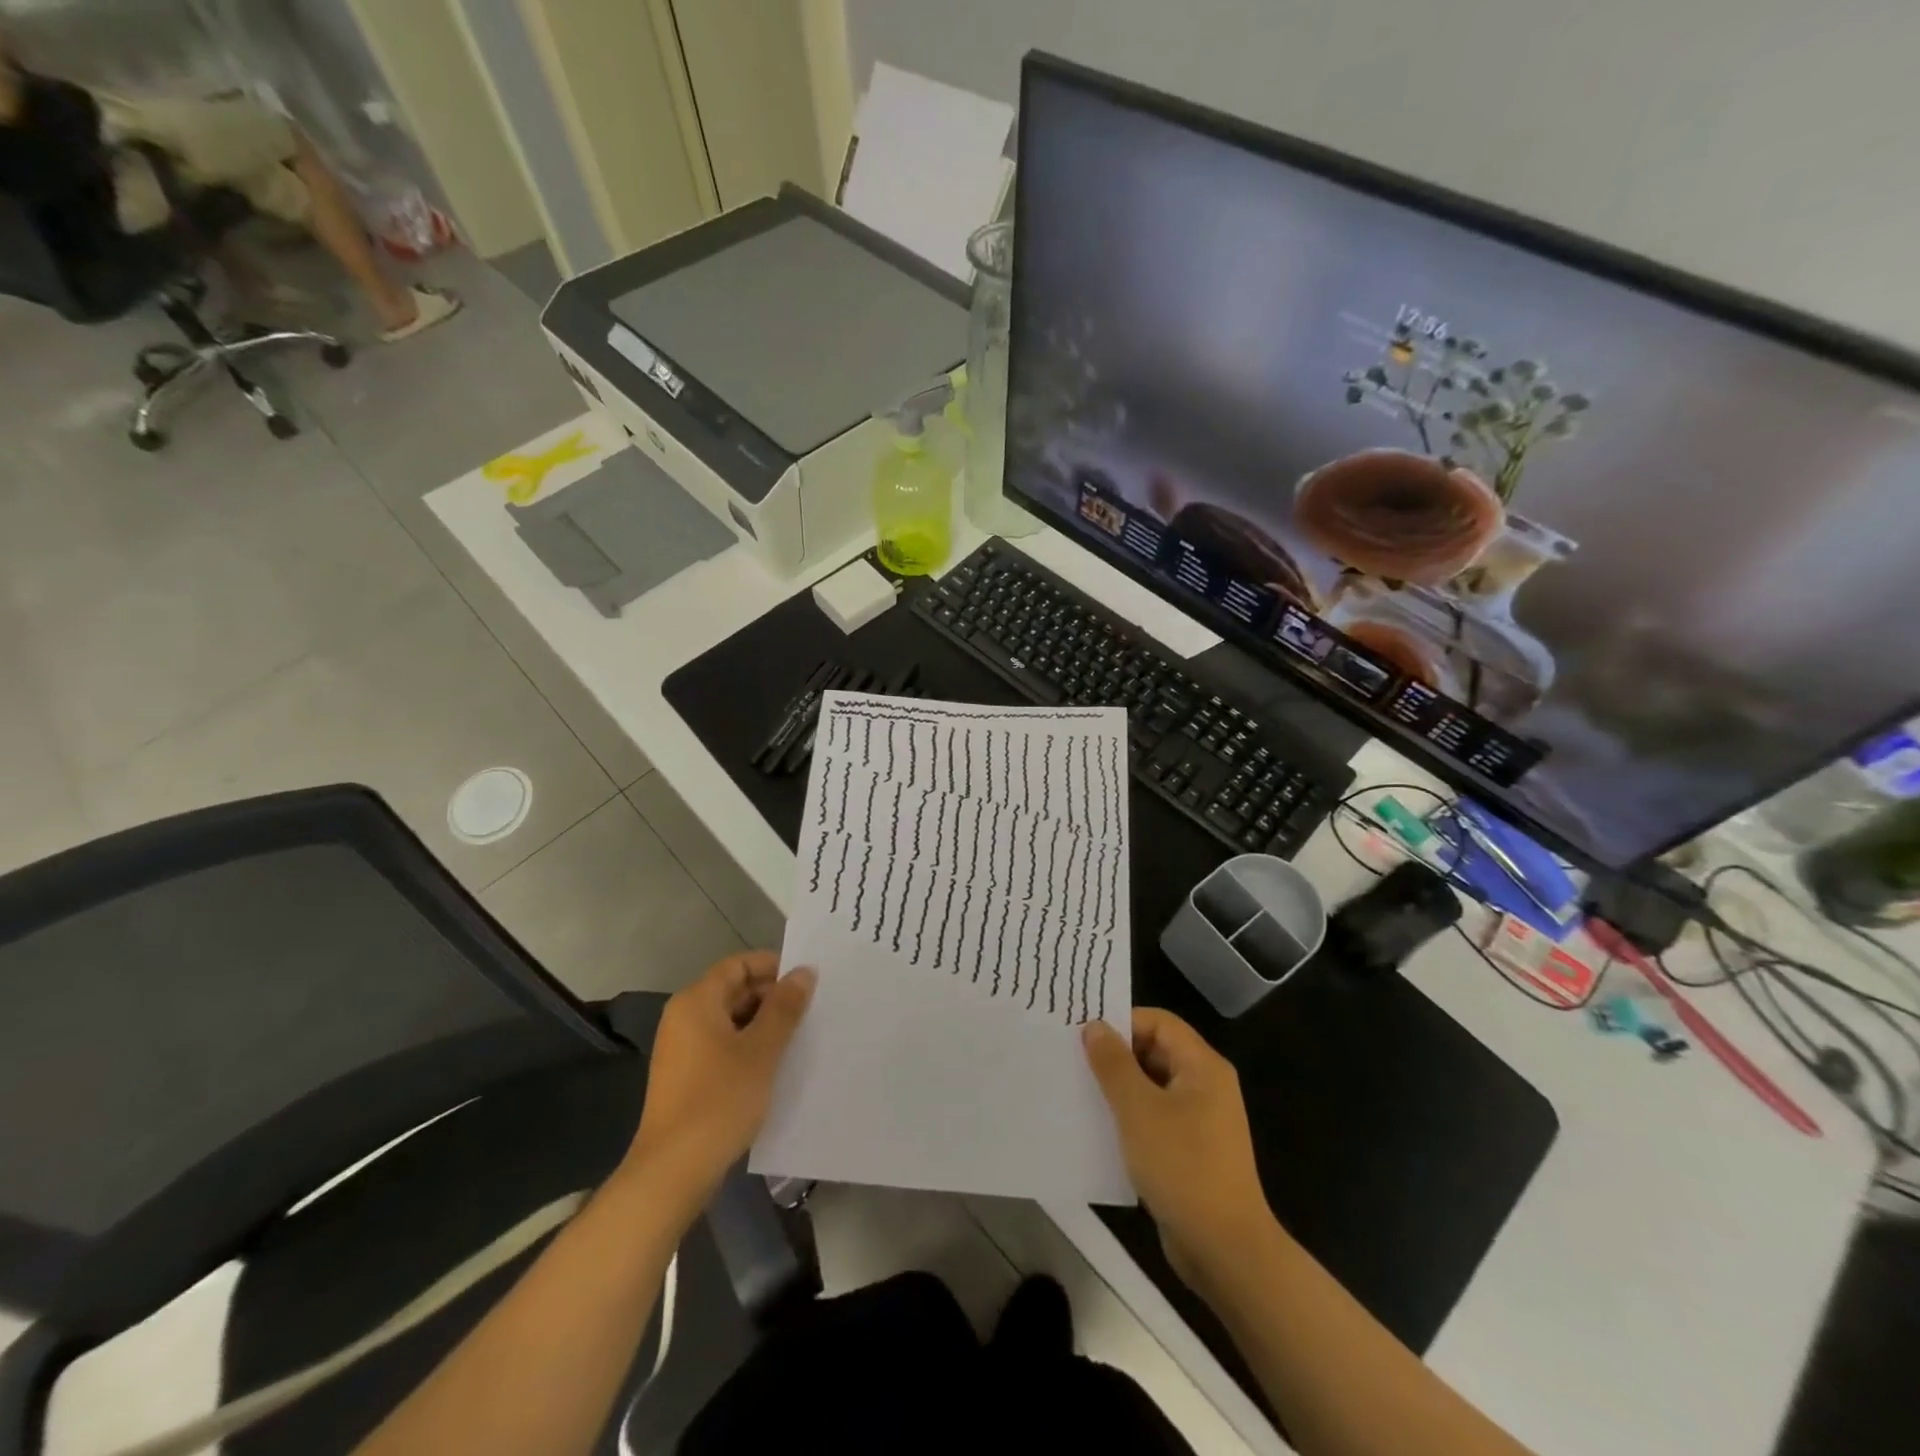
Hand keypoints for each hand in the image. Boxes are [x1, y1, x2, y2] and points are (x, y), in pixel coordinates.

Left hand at [628, 951, 814, 1193]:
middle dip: (772, 997)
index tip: (807, 981)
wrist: (673, 1171)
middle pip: (733, 989)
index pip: (738, 964)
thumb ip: (784, 1007)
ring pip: (730, 1019)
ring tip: (799, 1036)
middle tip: (810, 1010)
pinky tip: (775, 1064)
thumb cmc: (720, 1100)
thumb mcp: (761, 1050)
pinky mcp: (686, 1076)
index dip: (773, 966)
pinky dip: (748, 1046)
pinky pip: (722, 1045)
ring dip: (763, 1024)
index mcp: (696, 1001)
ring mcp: (682, 1048)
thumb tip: (803, 971)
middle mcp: (684, 1017)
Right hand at [1082, 1009, 1274, 1283]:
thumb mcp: (1138, 1109)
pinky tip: (1101, 1129)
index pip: (1158, 1022)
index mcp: (1202, 1066)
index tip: (1083, 1035)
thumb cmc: (1182, 1167)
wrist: (1225, 1250)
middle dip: (1116, 1055)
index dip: (1122, 1023)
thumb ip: (1113, 1064)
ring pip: (1152, 1086)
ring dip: (1119, 1088)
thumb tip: (1094, 1026)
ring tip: (1080, 1093)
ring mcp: (1201, 1120)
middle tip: (1074, 1063)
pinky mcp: (1191, 1150)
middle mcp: (1206, 1085)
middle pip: (1156, 1051)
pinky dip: (1130, 1117)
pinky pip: (1156, 1118)